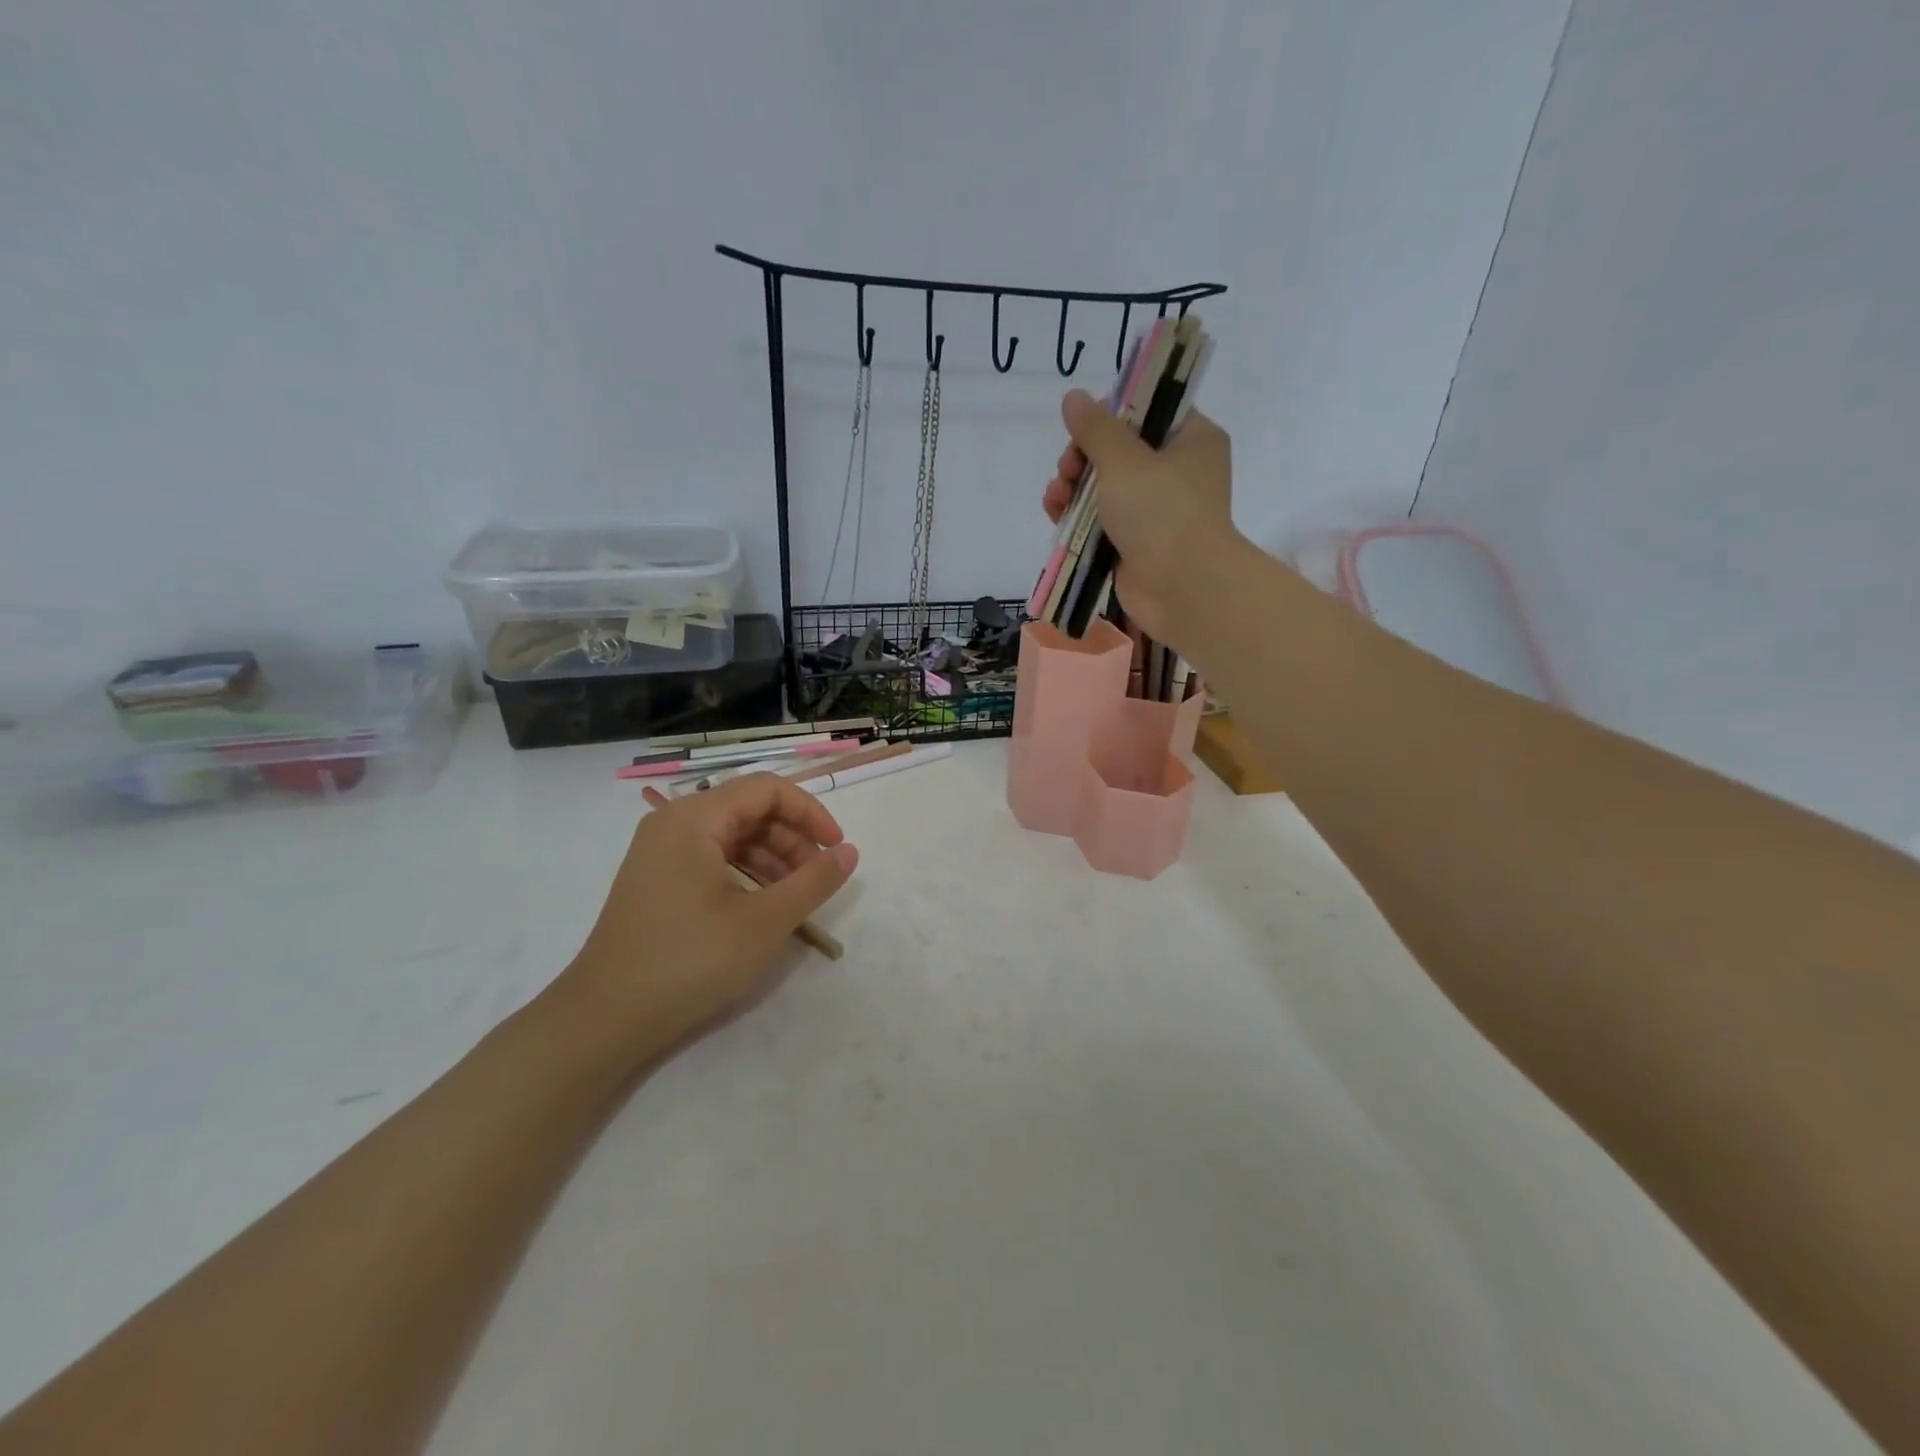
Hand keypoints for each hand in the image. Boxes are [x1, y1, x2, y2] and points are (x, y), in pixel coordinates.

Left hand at [553, 774, 857, 1063]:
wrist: (604, 1019)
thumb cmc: (689, 961)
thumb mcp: (764, 922)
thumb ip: (813, 882)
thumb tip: (849, 852)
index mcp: (694, 818)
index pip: (767, 789)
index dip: (810, 812)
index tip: (836, 848)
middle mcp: (673, 822)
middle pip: (749, 808)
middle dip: (793, 837)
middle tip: (819, 877)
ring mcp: (661, 851)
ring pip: (733, 834)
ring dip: (773, 857)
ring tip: (798, 895)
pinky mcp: (658, 879)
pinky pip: (713, 858)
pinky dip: (747, 872)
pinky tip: (764, 904)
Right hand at [1042, 389, 1238, 644]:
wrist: (1182, 588)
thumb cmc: (1161, 513)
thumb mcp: (1124, 460)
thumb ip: (1095, 428)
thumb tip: (1074, 397)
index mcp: (1192, 440)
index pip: (1149, 411)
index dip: (1112, 415)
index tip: (1083, 428)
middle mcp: (1179, 472)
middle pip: (1120, 451)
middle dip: (1083, 458)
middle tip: (1066, 470)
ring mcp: (1158, 511)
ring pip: (1106, 488)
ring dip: (1074, 488)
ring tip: (1055, 498)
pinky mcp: (1137, 544)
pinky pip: (1101, 521)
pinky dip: (1078, 518)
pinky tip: (1056, 516)